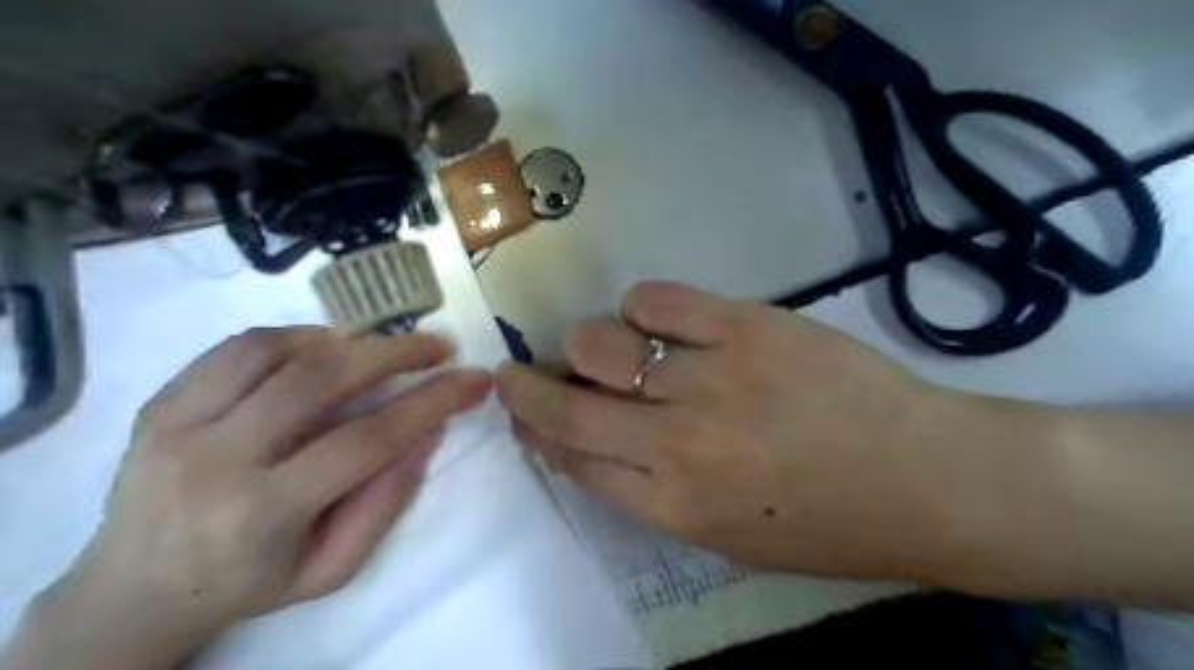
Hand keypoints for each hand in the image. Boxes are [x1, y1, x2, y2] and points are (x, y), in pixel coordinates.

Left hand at [3, 327, 489, 669]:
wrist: (130, 594)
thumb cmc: (249, 584)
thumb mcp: (332, 567)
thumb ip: (385, 500)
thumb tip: (427, 432)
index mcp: (264, 513)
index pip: (368, 439)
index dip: (433, 401)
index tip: (476, 380)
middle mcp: (217, 461)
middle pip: (321, 380)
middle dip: (396, 352)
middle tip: (439, 345)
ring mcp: (179, 426)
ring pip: (275, 350)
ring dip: (345, 340)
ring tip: (382, 347)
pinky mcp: (160, 404)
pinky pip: (236, 348)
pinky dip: (294, 337)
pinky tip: (325, 348)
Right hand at [501, 279, 983, 581]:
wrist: (926, 479)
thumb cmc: (827, 522)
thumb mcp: (728, 535)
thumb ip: (654, 492)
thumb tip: (598, 443)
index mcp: (675, 505)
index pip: (574, 459)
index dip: (537, 432)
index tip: (521, 412)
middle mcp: (680, 443)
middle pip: (571, 406)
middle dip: (527, 387)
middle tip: (521, 371)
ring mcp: (714, 378)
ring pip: (604, 343)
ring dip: (588, 343)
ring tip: (608, 346)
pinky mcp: (748, 327)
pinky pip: (659, 301)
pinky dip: (641, 306)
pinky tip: (654, 319)